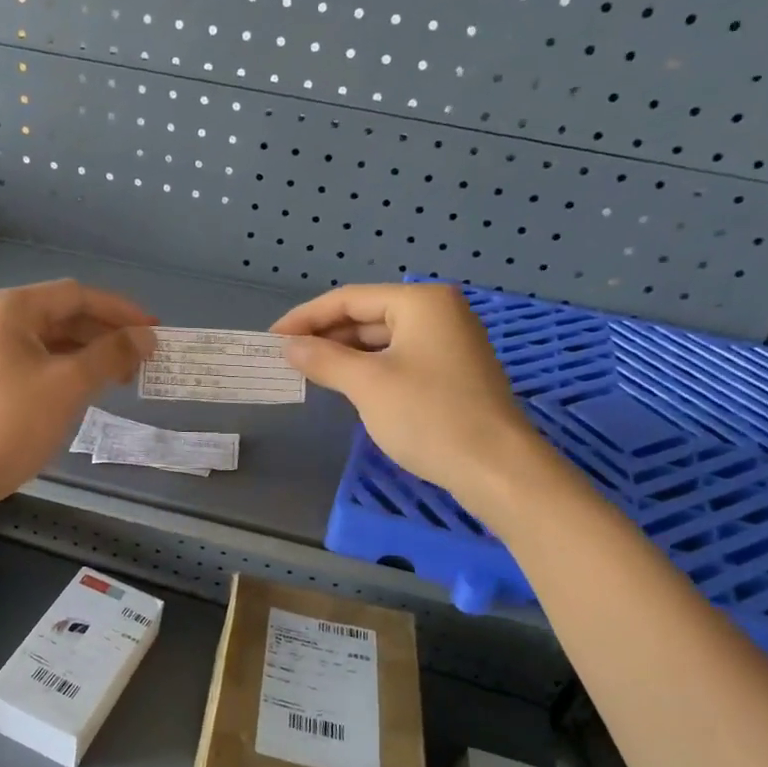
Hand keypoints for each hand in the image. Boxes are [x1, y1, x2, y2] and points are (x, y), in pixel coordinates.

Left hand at [0, 279, 156, 506]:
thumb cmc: (11, 424)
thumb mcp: (69, 385)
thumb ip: (112, 354)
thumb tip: (147, 337)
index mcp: (7, 309)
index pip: (76, 295)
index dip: (120, 311)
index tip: (155, 331)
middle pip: (62, 314)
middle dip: (105, 334)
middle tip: (142, 358)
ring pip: (50, 340)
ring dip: (88, 353)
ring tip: (122, 377)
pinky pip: (36, 360)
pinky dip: (66, 369)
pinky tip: (89, 387)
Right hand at [272, 283, 544, 496]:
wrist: (496, 468)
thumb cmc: (429, 416)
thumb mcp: (368, 385)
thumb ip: (324, 359)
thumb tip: (288, 347)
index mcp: (420, 302)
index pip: (349, 299)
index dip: (306, 317)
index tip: (271, 338)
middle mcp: (438, 312)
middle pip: (367, 316)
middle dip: (325, 336)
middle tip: (285, 357)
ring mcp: (449, 342)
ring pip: (383, 340)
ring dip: (345, 354)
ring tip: (308, 371)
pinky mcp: (452, 372)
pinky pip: (399, 359)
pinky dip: (369, 368)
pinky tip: (345, 385)